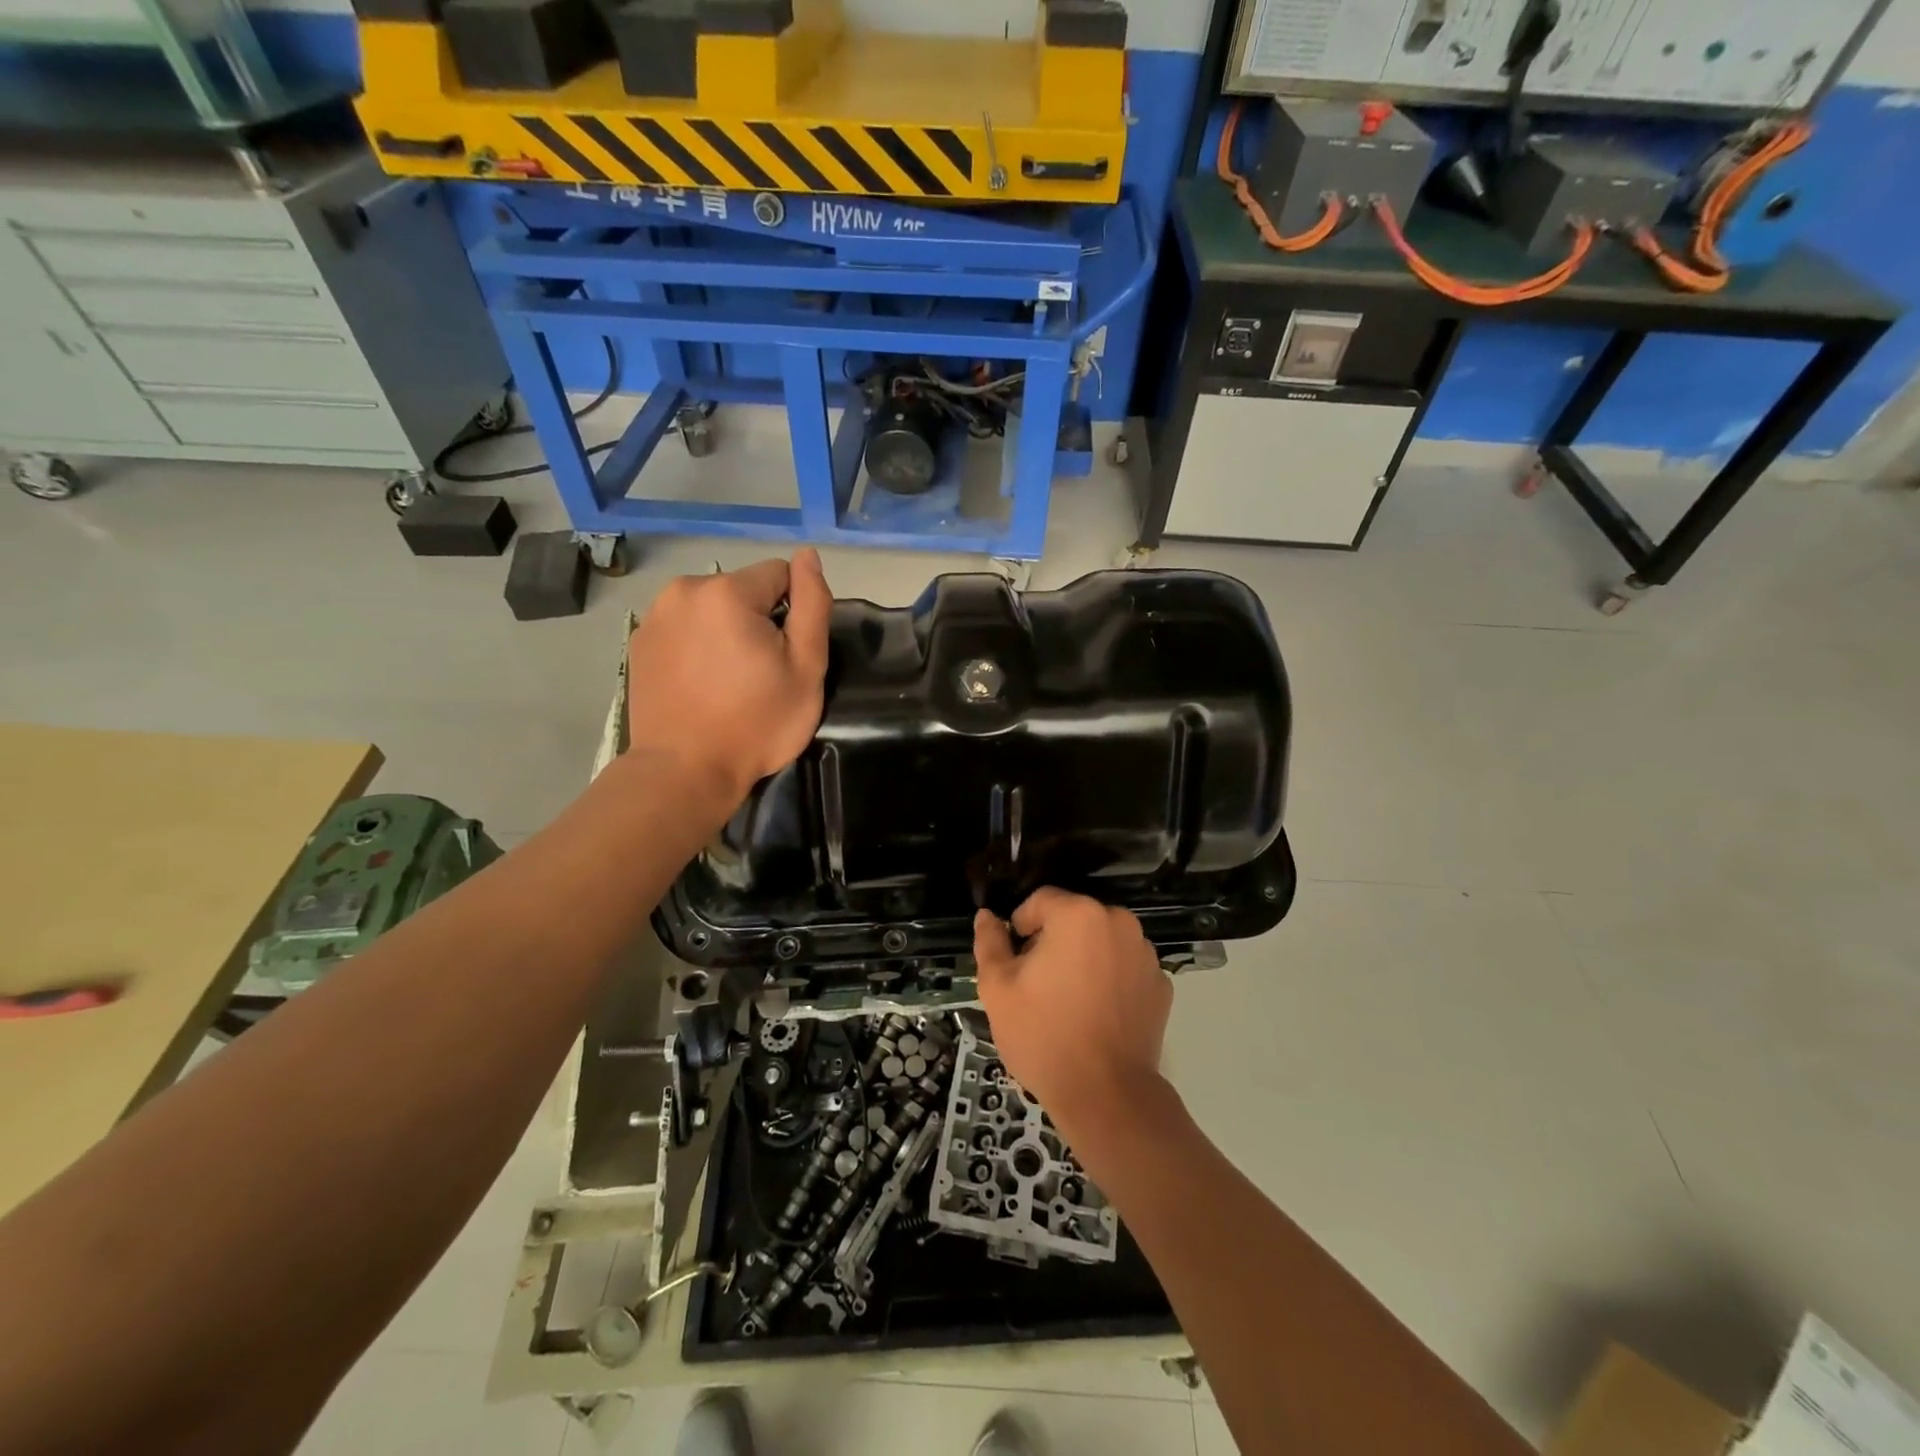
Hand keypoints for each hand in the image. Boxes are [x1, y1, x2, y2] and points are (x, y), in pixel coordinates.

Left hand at [626, 550, 831, 807]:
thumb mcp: (806, 667)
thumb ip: (813, 604)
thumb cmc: (756, 723)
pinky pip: (683, 627)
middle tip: (759, 673)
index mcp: (727, 592)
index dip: (792, 613)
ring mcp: (654, 616)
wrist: (684, 771)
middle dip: (756, 619)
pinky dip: (696, 644)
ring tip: (726, 679)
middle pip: (742, 589)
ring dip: (724, 629)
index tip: (785, 655)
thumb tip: (809, 555)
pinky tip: (698, 683)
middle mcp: (684, 590)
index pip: (779, 574)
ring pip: (710, 607)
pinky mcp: (639, 642)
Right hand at [973, 889, 1171, 1134]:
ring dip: (1083, 958)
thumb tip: (987, 917)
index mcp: (1078, 915)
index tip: (1014, 961)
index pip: (1040, 900)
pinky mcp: (1161, 985)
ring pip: (1101, 942)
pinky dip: (1110, 980)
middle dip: (1053, 941)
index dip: (1020, 927)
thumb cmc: (1044, 1035)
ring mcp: (1145, 954)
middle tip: (1037, 984)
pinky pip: (1124, 968)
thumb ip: (990, 943)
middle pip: (1074, 918)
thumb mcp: (997, 988)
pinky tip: (1096, 1015)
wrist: (1106, 1095)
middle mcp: (1118, 923)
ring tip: (1068, 1002)